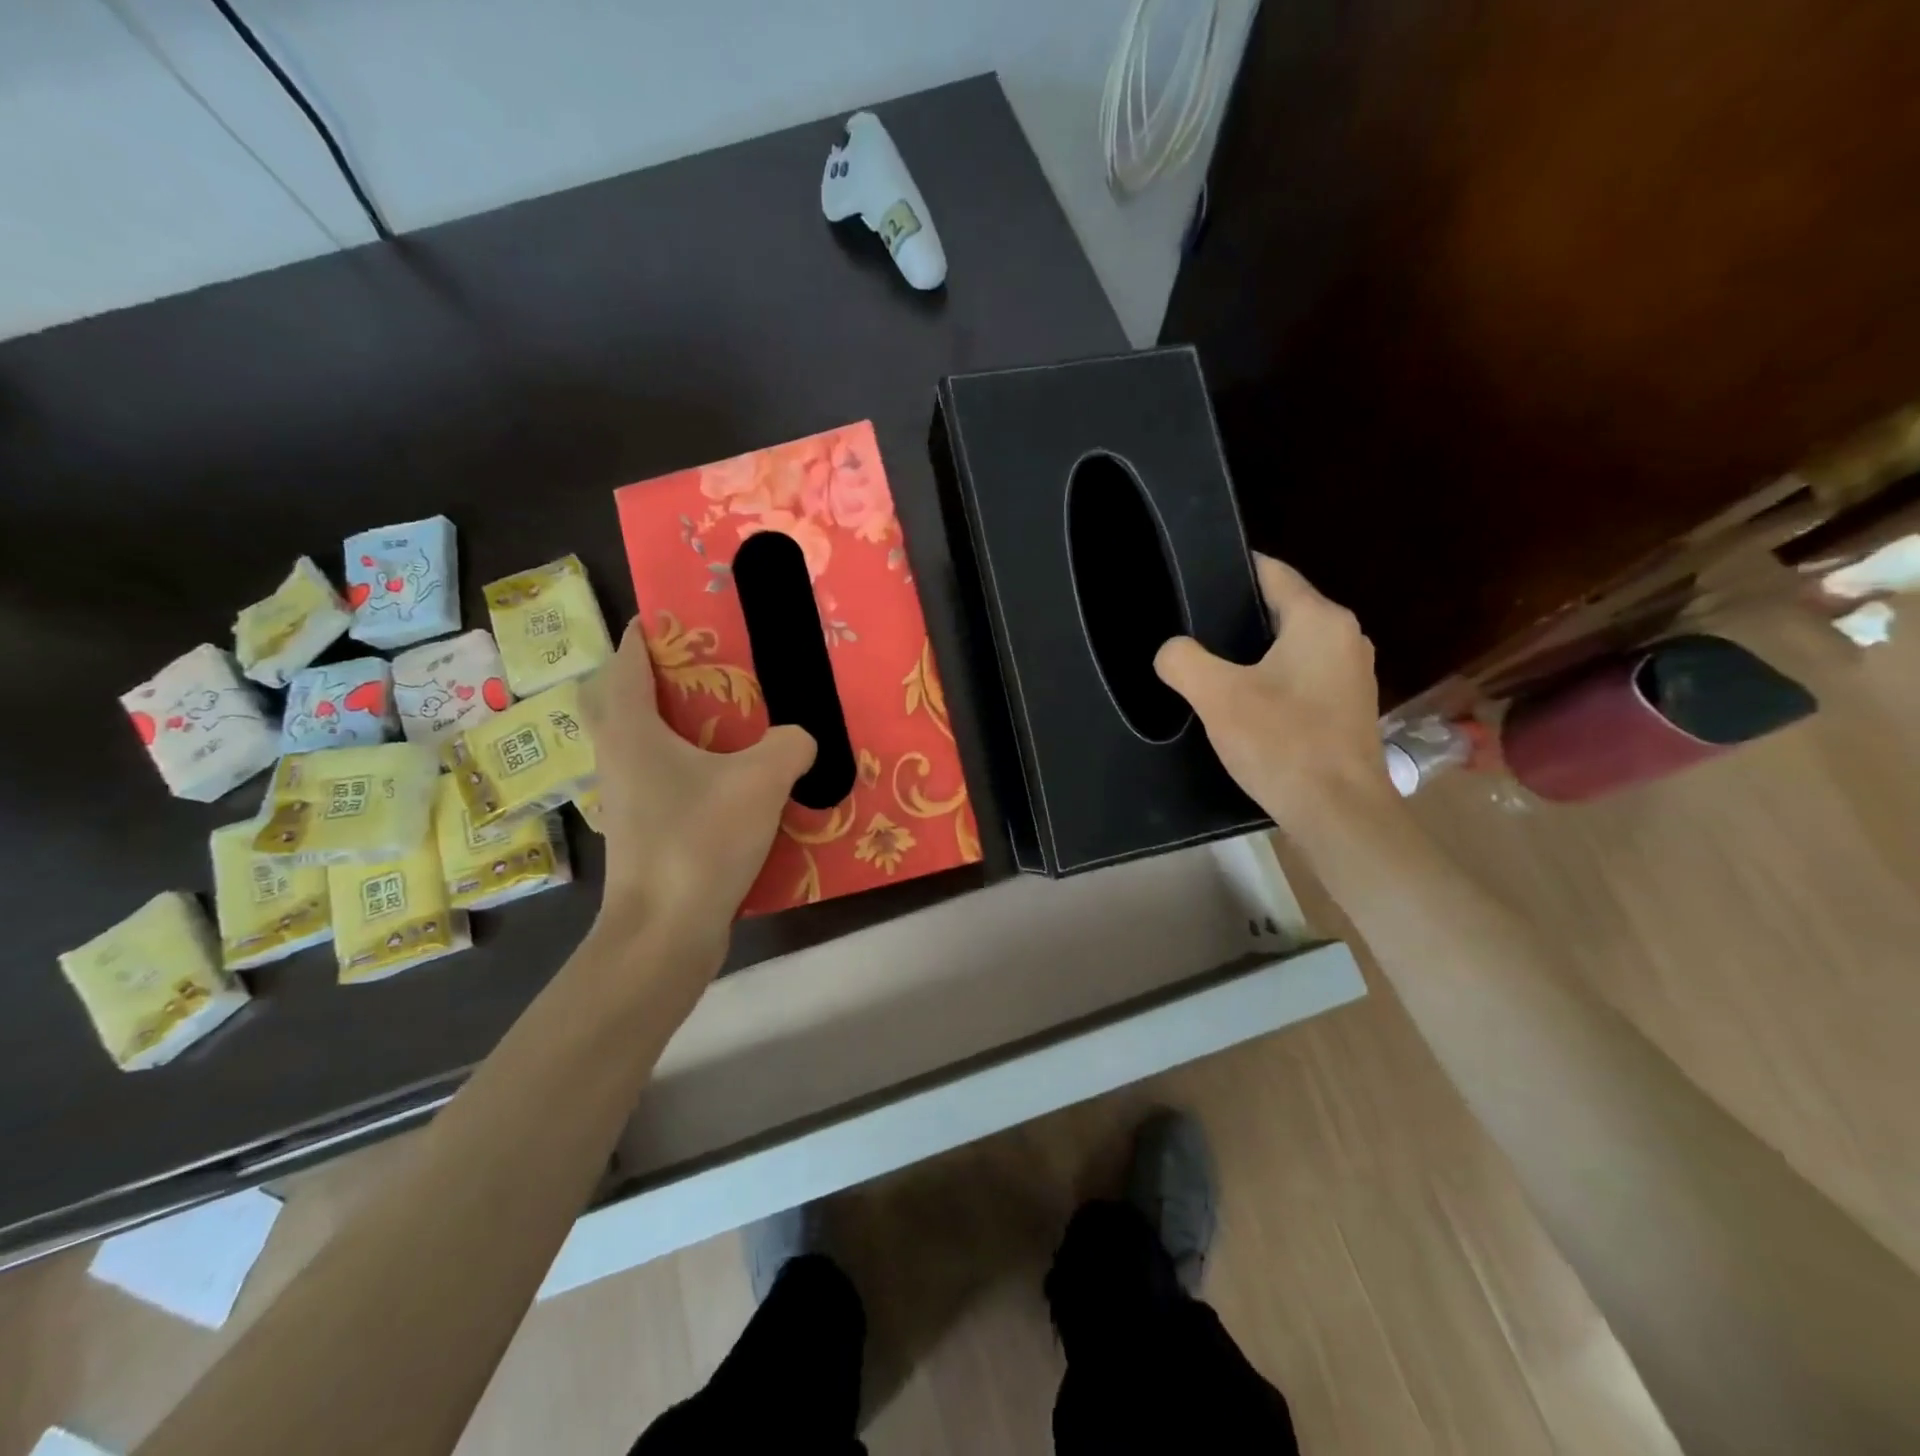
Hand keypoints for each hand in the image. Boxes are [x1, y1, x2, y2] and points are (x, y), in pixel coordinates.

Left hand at [580, 618, 814, 972]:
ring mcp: (626, 797)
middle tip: (693, 670)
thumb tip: (801, 737)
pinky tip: (725, 776)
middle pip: (613, 699)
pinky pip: (656, 776)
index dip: (646, 633)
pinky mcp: (642, 829)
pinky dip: (680, 762)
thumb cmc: (700, 841)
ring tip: (718, 716)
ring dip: (665, 720)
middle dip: (644, 675)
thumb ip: (790, 745)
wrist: (665, 931)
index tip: (674, 618)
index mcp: (632, 729)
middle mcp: (618, 756)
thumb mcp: (762, 781)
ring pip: (634, 740)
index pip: (627, 661)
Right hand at [1154, 554, 1397, 844]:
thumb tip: (1170, 651)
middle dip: (1236, 616)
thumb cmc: (1282, 743)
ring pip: (1291, 645)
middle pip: (1281, 608)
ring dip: (1253, 652)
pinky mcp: (1348, 706)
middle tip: (1191, 630)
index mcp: (1320, 619)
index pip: (1271, 572)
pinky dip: (1273, 678)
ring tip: (1210, 666)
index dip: (1231, 570)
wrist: (1338, 811)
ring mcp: (1351, 673)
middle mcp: (1345, 636)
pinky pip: (1302, 675)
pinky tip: (1244, 702)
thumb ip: (1183, 661)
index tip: (1194, 580)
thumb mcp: (1217, 696)